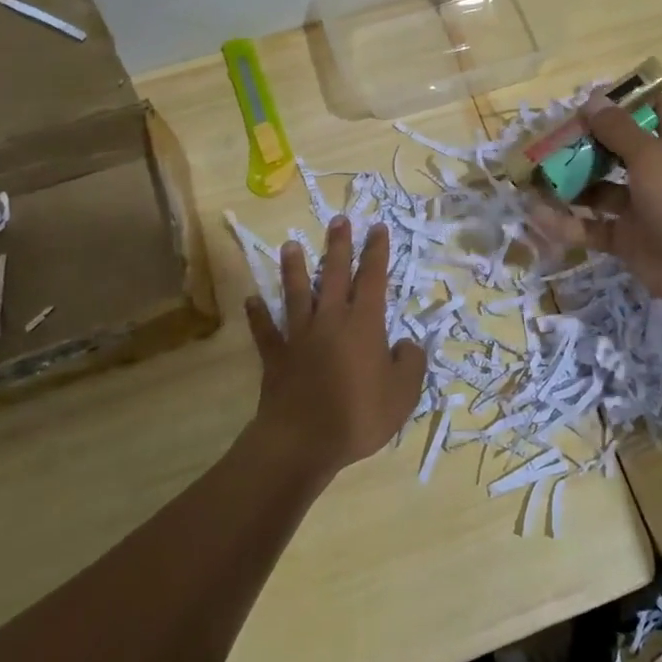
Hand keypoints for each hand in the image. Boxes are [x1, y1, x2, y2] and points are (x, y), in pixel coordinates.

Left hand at [245, 215, 427, 479]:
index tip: (378, 227)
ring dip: (294, 268)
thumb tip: (407, 344)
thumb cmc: (358, 415)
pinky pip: (266, 331)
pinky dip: (258, 315)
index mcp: (364, 324)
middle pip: (335, 274)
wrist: (302, 441)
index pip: (373, 278)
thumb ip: (410, 363)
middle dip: (339, 245)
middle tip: (338, 219)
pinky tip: (251, 300)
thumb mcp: (402, 394)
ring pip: (297, 293)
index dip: (377, 252)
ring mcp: (299, 336)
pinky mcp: (276, 356)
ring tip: (290, 245)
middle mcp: (330, 320)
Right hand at [530, 94, 661, 321]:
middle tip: (544, 141)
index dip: (621, 104)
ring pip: (598, 191)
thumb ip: (619, 130)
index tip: (585, 102)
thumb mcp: (653, 157)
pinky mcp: (628, 241)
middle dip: (581, 145)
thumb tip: (592, 99)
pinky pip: (591, 228)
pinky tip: (536, 216)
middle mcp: (657, 172)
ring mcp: (641, 208)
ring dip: (568, 184)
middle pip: (614, 150)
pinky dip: (566, 224)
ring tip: (530, 177)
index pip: (650, 111)